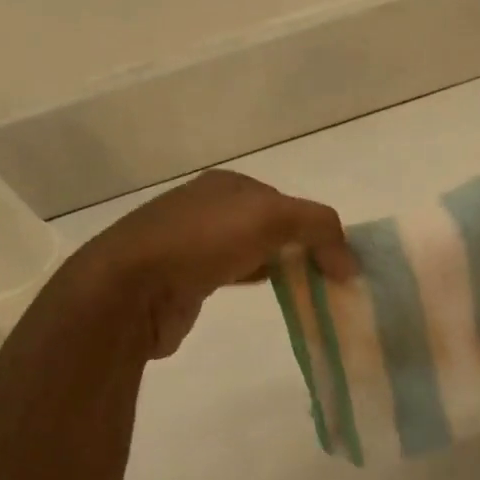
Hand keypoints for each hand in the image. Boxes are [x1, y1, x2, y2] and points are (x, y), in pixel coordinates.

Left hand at [69, 170, 356, 356]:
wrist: (130, 289)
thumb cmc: (202, 241)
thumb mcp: (273, 218)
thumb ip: (320, 228)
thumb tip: (349, 262)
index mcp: (226, 185)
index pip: (284, 201)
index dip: (313, 227)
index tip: (335, 260)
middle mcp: (207, 208)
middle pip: (268, 225)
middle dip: (297, 247)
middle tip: (325, 276)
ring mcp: (191, 244)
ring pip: (250, 250)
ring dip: (278, 266)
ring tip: (306, 289)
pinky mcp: (182, 280)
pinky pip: (231, 276)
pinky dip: (254, 281)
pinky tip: (267, 294)